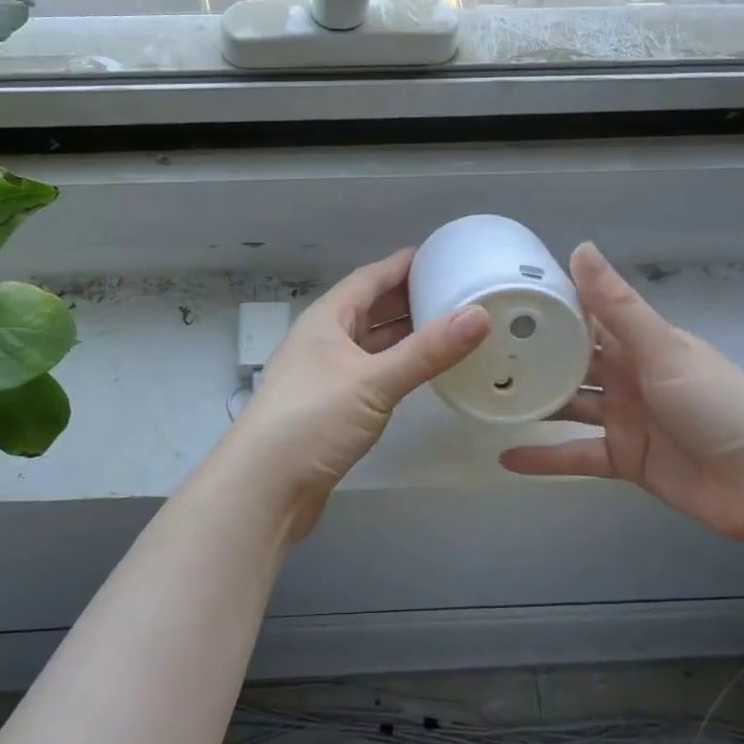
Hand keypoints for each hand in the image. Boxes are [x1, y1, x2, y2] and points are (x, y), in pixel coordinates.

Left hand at [227, 249, 489, 537]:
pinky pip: (370, 372)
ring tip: (448, 326)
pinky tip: (419, 372)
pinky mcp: (330, 407)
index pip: (369, 278)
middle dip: (408, 297)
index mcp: (327, 320)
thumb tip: (479, 314)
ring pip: (370, 342)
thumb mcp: (374, 381)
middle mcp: (323, 341)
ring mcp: (324, 375)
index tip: (443, 255)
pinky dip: (395, 366)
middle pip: (369, 308)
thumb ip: (427, 351)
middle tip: (456, 291)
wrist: (264, 488)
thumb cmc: (312, 421)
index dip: (404, 265)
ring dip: (403, 333)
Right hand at [501, 243, 743, 540]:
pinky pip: (577, 454)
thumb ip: (616, 305)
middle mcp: (627, 376)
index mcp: (638, 344)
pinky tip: (505, 457)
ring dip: (534, 404)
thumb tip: (579, 246)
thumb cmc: (719, 403)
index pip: (585, 319)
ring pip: (569, 406)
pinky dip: (545, 458)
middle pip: (570, 363)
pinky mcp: (625, 458)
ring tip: (484, 399)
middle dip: (531, 358)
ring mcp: (625, 418)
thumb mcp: (663, 349)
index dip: (547, 310)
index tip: (499, 303)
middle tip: (478, 355)